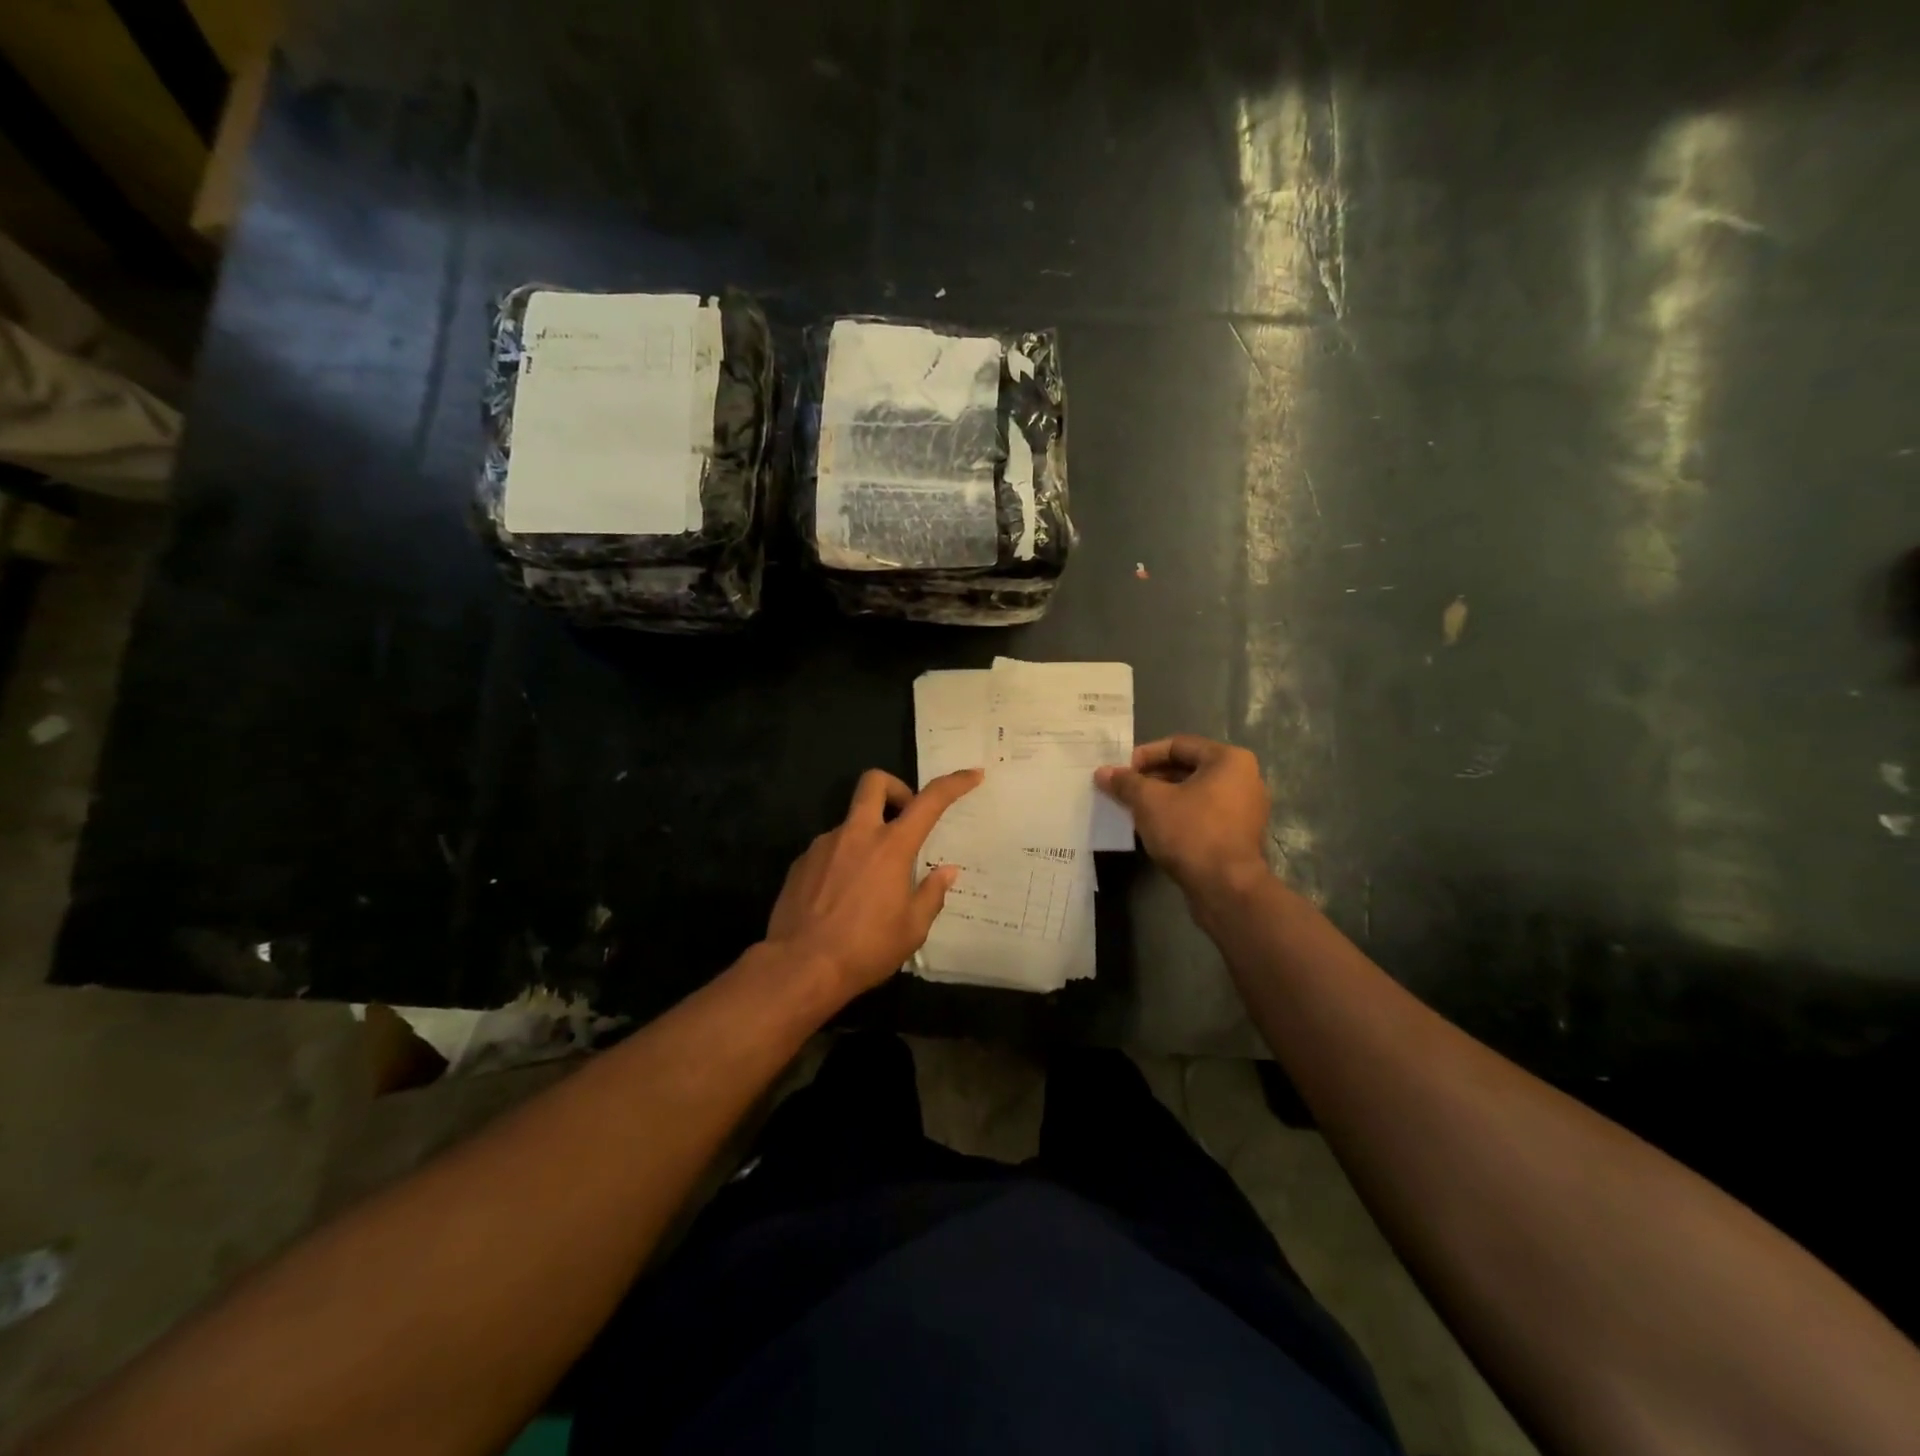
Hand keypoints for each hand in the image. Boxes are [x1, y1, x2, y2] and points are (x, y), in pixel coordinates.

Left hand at [764, 767, 982, 996]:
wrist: (798, 968)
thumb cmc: (864, 949)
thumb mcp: (911, 930)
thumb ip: (931, 894)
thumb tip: (946, 871)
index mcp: (891, 847)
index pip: (929, 801)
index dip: (954, 783)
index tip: (972, 776)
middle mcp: (856, 835)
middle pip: (874, 782)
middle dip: (896, 788)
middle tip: (906, 818)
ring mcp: (824, 845)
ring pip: (851, 822)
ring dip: (868, 836)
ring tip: (872, 882)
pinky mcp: (801, 863)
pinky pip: (830, 849)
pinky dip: (844, 861)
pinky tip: (843, 897)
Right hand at [1096, 736, 1269, 899]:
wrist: (1226, 888)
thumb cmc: (1191, 832)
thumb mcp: (1149, 801)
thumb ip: (1126, 782)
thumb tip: (1102, 772)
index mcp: (1229, 760)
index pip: (1178, 745)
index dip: (1144, 755)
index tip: (1121, 772)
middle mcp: (1244, 778)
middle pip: (1187, 768)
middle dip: (1152, 779)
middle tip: (1124, 791)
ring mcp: (1246, 809)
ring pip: (1195, 794)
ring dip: (1163, 799)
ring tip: (1134, 810)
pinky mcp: (1240, 836)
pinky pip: (1204, 815)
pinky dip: (1179, 816)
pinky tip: (1155, 829)